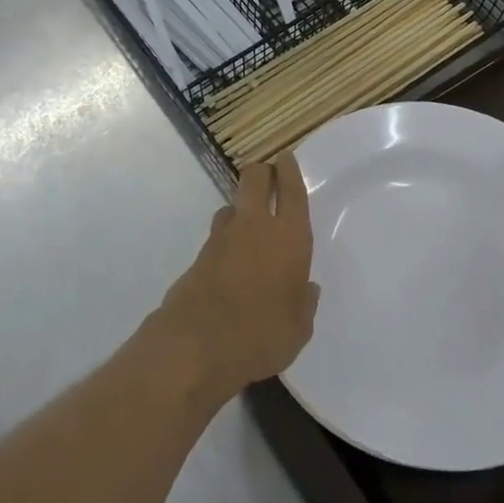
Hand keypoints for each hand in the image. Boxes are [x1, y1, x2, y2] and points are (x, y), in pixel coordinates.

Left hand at [150, 153, 319, 400]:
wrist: (197, 345)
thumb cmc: (262, 335)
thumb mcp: (298, 328)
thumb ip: (303, 303)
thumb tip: (306, 289)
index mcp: (289, 238)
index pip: (291, 191)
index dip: (289, 170)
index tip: (286, 158)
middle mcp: (255, 227)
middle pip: (254, 180)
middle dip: (261, 173)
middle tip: (267, 177)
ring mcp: (221, 239)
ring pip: (231, 206)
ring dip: (240, 209)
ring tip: (249, 226)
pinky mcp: (198, 256)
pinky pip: (217, 236)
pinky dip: (226, 240)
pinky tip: (231, 261)